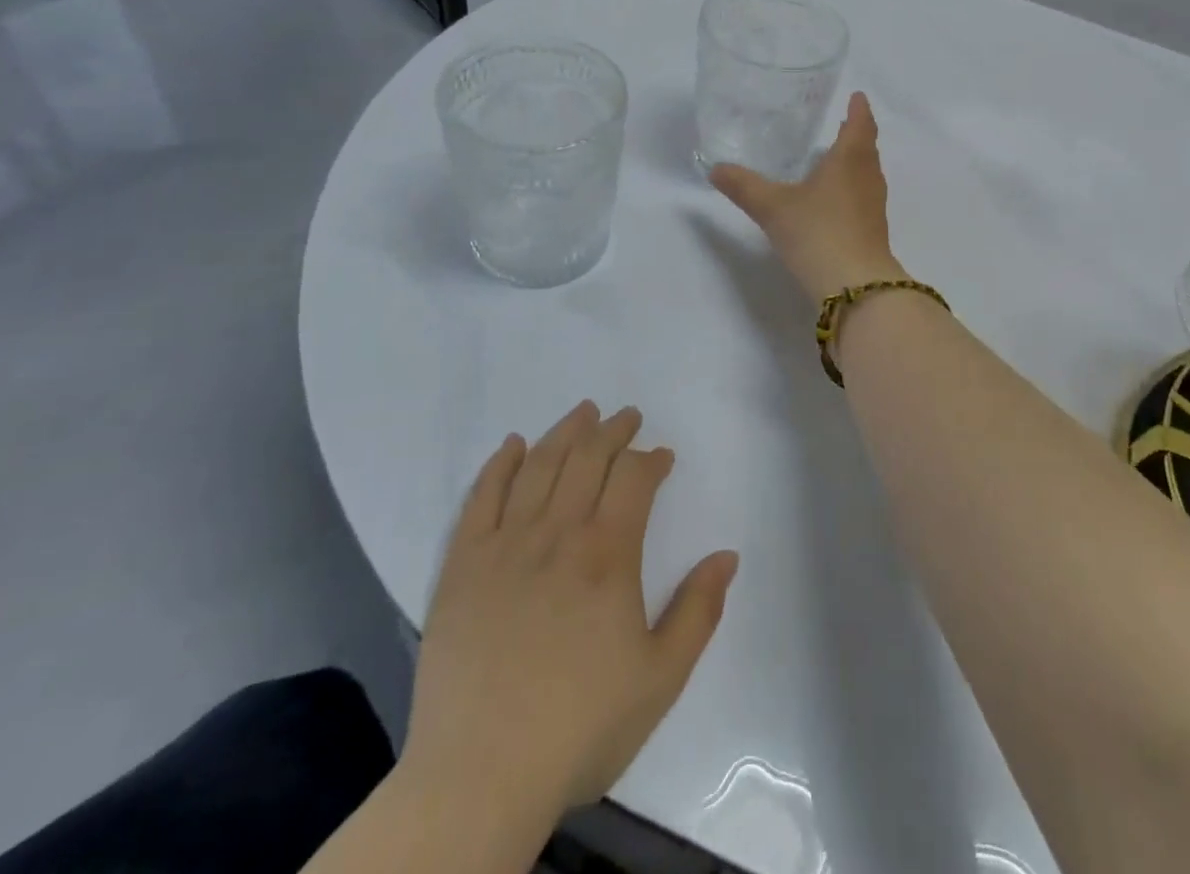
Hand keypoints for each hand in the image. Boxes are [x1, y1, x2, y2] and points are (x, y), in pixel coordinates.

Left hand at [403, 402, 738, 812]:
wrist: (478, 778)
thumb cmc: (579, 728)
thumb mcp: (660, 679)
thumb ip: (698, 611)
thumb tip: (727, 555)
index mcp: (608, 554)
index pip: (634, 479)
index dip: (651, 459)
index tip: (662, 456)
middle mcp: (558, 534)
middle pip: (588, 459)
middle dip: (613, 431)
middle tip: (627, 416)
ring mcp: (505, 545)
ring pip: (540, 466)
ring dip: (565, 432)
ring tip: (583, 412)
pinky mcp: (463, 566)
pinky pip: (481, 498)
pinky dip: (500, 465)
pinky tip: (513, 445)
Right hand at [710, 91, 902, 304]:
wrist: (855, 285)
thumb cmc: (817, 232)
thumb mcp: (772, 207)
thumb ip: (744, 186)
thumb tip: (715, 168)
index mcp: (849, 159)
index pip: (860, 124)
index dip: (859, 109)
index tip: (858, 96)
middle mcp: (868, 177)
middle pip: (867, 148)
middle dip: (856, 134)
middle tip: (843, 123)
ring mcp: (874, 206)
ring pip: (867, 173)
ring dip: (856, 162)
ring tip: (837, 157)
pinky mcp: (873, 231)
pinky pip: (863, 197)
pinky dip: (853, 188)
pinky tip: (834, 200)